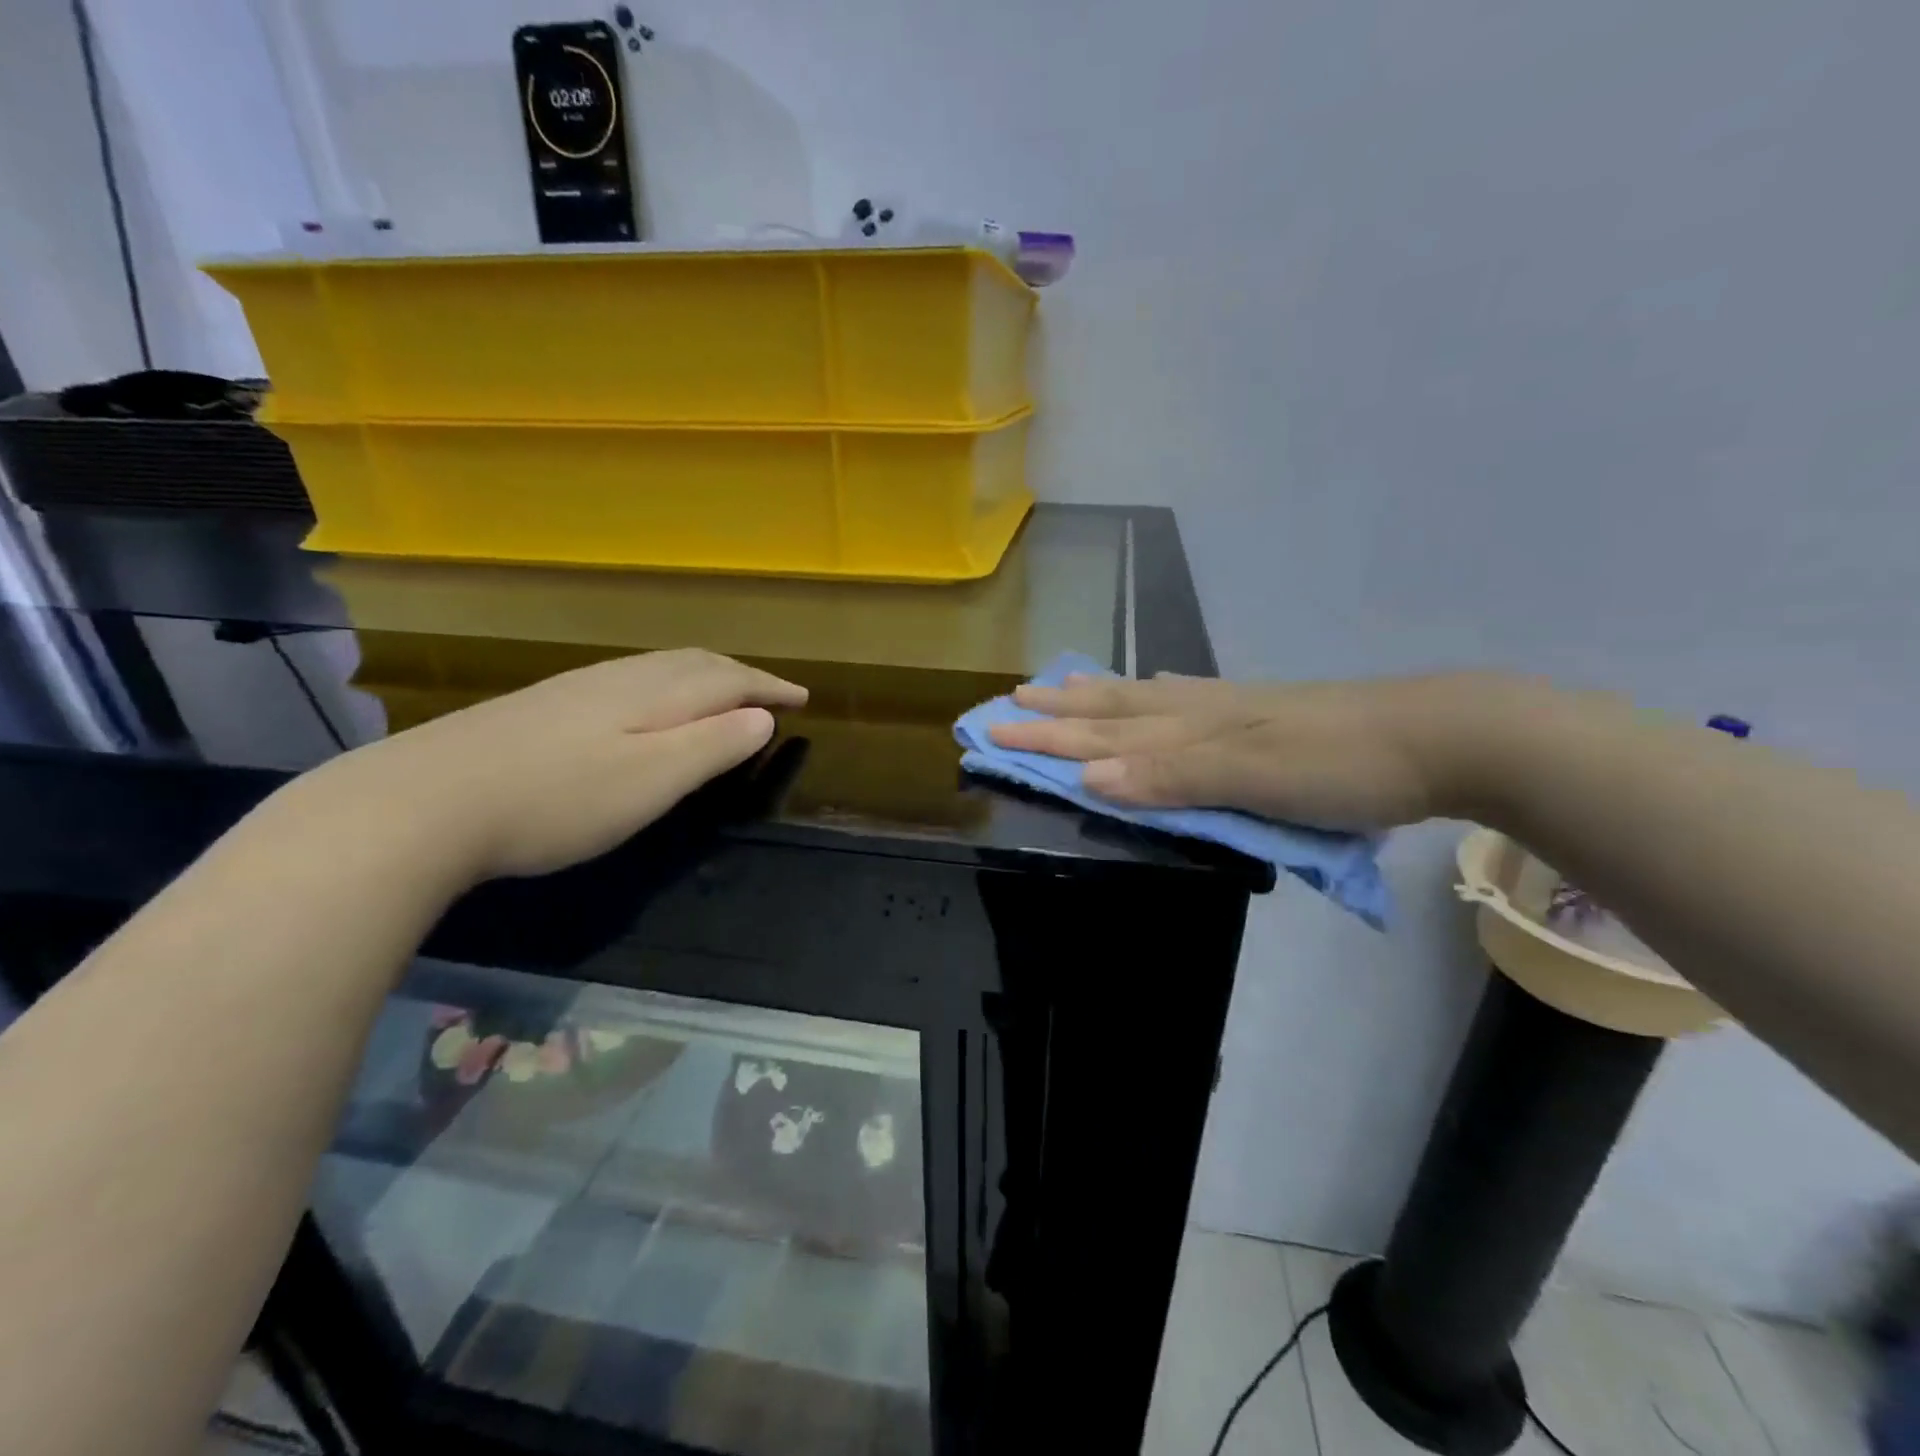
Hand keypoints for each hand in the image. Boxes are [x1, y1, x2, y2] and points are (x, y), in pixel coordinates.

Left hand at [296, 649, 806, 881]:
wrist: (422, 801)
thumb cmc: (557, 800)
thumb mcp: (650, 781)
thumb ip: (711, 746)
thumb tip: (762, 717)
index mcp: (653, 694)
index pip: (728, 679)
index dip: (769, 687)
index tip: (803, 698)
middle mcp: (619, 678)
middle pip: (694, 663)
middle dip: (740, 674)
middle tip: (770, 693)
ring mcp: (576, 688)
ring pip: (658, 667)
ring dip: (703, 676)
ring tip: (722, 694)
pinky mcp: (544, 705)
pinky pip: (628, 680)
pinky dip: (664, 686)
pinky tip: (647, 707)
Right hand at [988, 671, 1502, 830]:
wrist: (1434, 736)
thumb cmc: (1338, 767)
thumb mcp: (1252, 778)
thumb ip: (1171, 777)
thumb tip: (1087, 776)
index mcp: (1190, 728)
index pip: (1099, 735)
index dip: (1045, 738)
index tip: (991, 734)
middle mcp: (1198, 711)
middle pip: (1112, 710)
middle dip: (1057, 712)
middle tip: (1009, 702)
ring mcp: (1230, 708)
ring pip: (1144, 699)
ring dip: (1096, 697)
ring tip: (1062, 686)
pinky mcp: (1259, 712)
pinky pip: (1187, 697)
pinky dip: (1156, 693)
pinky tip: (1156, 686)